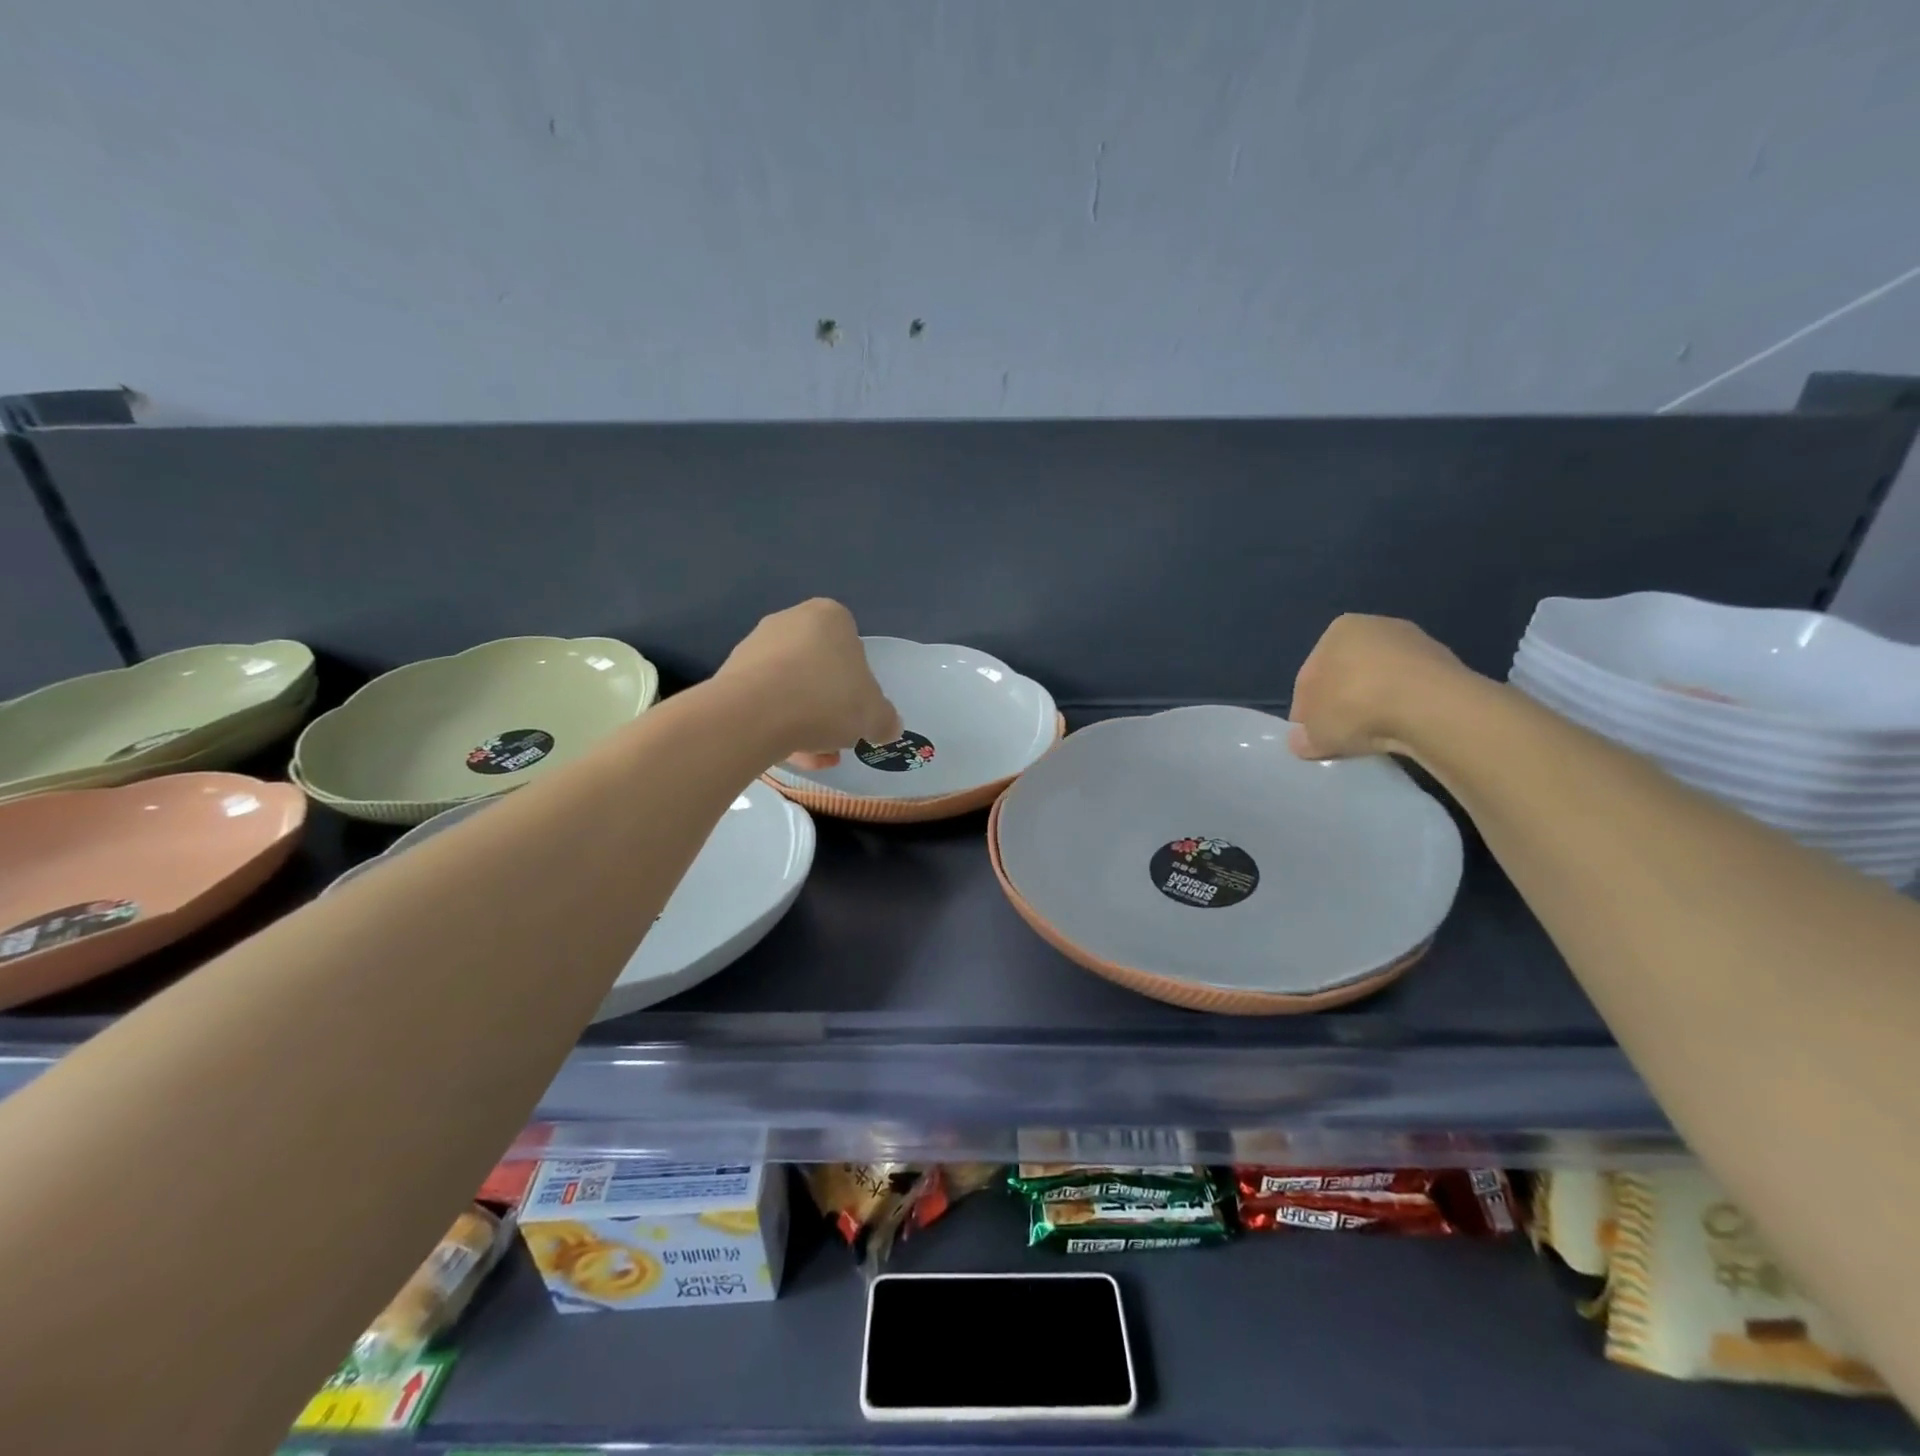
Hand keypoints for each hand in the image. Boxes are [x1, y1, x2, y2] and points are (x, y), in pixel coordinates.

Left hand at [716, 599, 902, 767]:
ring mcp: (756, 646)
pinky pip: (765, 701)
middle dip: (829, 703)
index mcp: (829, 617)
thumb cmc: (825, 700)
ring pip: (791, 687)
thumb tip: (888, 726)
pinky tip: (788, 754)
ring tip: (814, 755)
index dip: (859, 682)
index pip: (852, 646)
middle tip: (837, 734)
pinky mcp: (730, 675)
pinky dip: (779, 725)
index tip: (858, 710)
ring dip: (805, 720)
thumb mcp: (874, 716)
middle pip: (820, 668)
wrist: (752, 715)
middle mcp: (789, 621)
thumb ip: (886, 720)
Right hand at [1288, 614, 1466, 759]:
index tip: (1310, 734)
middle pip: (1348, 673)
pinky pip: (1411, 692)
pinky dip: (1403, 709)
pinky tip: (1400, 731)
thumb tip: (1302, 740)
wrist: (1431, 707)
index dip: (1306, 709)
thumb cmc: (1355, 705)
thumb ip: (1303, 735)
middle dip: (1342, 702)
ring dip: (1374, 705)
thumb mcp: (1313, 731)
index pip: (1310, 674)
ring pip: (1381, 681)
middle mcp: (1376, 626)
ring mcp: (1416, 643)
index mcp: (1338, 630)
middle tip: (1339, 736)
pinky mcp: (1447, 665)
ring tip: (1372, 737)